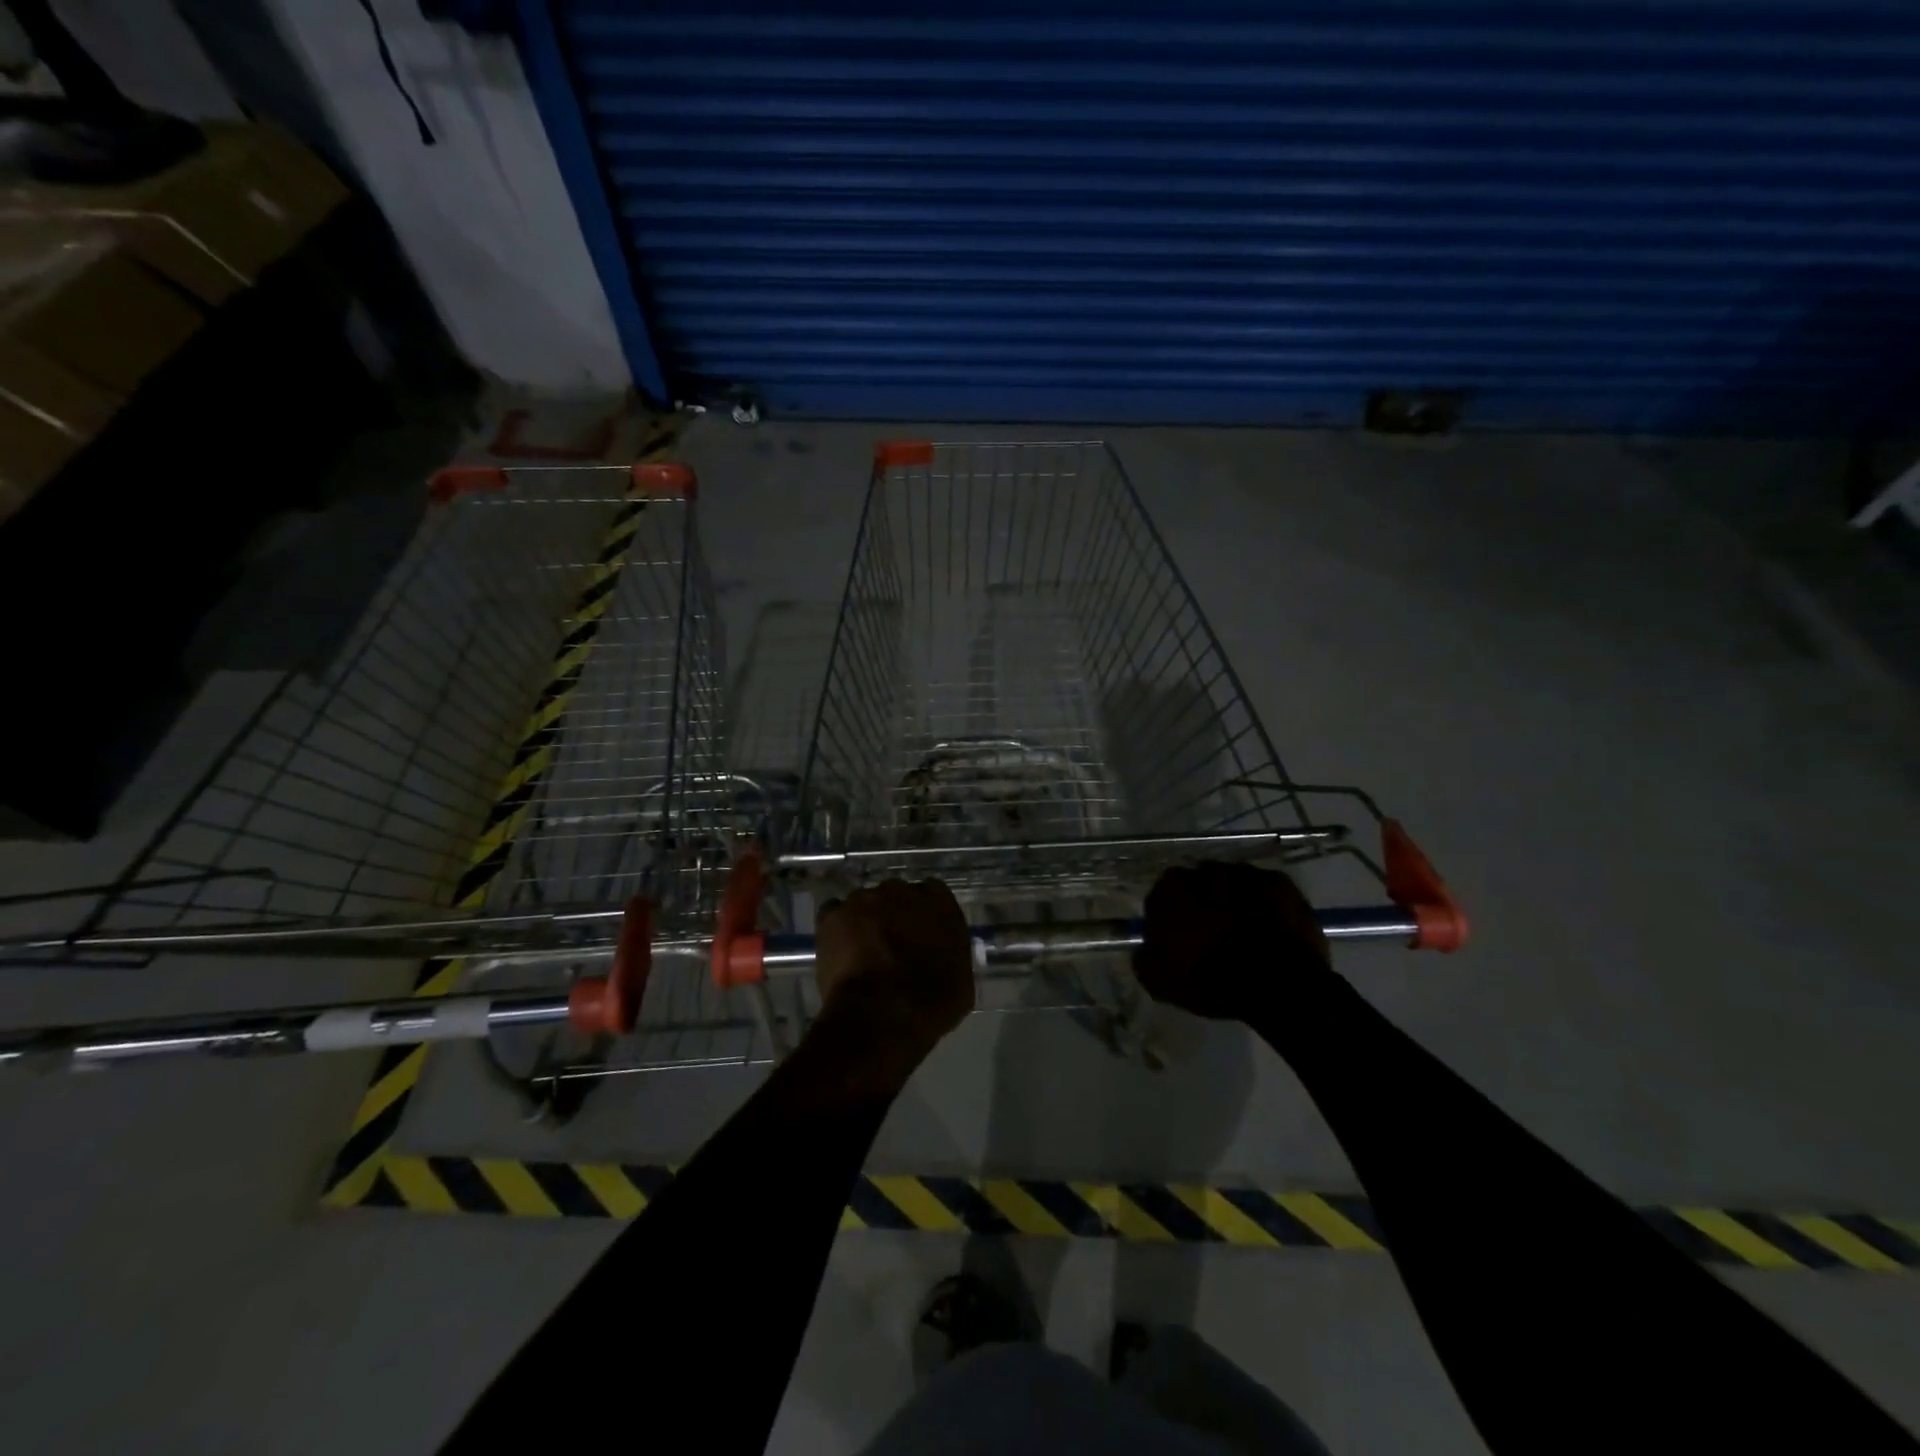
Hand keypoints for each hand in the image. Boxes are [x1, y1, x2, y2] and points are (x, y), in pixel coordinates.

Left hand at [810, 879, 974, 1072]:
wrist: (882, 1016)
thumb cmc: (931, 1003)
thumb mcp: (961, 981)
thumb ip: (951, 954)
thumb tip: (941, 956)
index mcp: (939, 903)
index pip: (933, 893)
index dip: (924, 913)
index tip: (921, 932)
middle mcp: (901, 891)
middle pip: (896, 894)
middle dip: (893, 914)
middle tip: (891, 944)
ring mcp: (864, 899)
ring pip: (864, 903)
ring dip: (865, 921)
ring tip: (861, 951)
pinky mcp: (833, 915)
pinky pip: (834, 913)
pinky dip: (836, 927)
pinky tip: (839, 949)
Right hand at [1137, 861, 1330, 1022]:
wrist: (1278, 982)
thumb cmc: (1211, 979)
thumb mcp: (1160, 982)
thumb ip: (1144, 958)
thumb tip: (1145, 949)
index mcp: (1170, 888)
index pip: (1160, 899)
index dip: (1168, 921)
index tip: (1178, 943)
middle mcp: (1205, 870)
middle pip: (1197, 887)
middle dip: (1202, 906)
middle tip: (1212, 937)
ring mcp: (1245, 873)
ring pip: (1231, 886)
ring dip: (1233, 903)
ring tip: (1244, 935)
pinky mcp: (1280, 882)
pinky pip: (1264, 892)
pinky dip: (1264, 906)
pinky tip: (1269, 930)